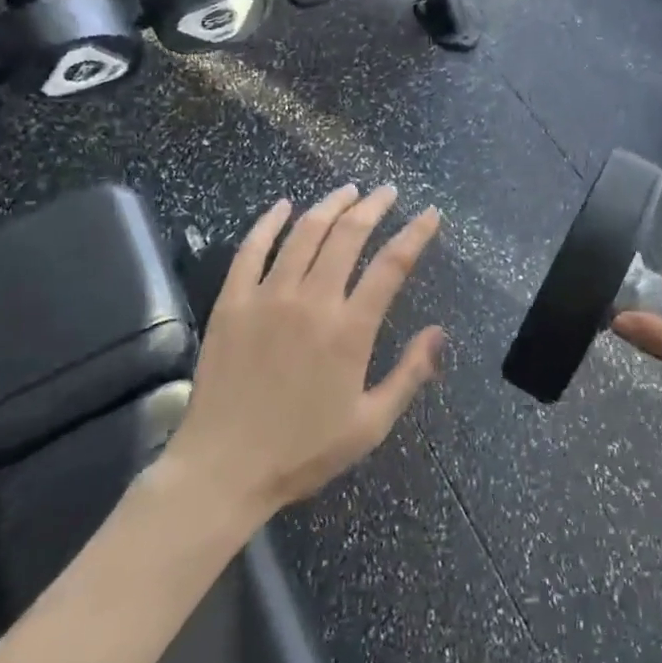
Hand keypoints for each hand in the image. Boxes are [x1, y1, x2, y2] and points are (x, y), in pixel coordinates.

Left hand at [166, 184, 445, 518]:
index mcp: (349, 330)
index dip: (415, 233)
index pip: (392, 265)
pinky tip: (283, 205)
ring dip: (330, 205)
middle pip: (348, 236)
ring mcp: (267, 297)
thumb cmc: (302, 451)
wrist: (221, 471)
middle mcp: (312, 301)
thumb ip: (410, 374)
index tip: (430, 214)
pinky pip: (251, 250)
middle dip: (374, 207)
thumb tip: (440, 332)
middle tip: (387, 192)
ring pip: (304, 233)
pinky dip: (268, 222)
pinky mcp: (231, 303)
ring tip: (348, 191)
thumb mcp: (370, 424)